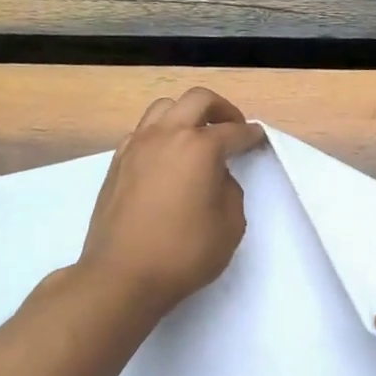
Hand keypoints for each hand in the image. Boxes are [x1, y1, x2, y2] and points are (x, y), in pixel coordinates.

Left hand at [79, 88, 266, 315]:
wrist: (122, 275)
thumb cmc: (184, 253)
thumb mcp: (230, 226)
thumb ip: (230, 191)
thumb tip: (217, 177)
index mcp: (199, 147)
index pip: (233, 131)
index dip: (251, 135)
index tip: (259, 138)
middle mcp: (166, 135)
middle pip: (197, 100)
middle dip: (221, 109)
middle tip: (232, 128)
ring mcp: (136, 145)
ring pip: (164, 108)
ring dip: (187, 115)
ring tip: (197, 138)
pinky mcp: (117, 162)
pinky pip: (143, 131)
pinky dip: (161, 134)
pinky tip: (168, 158)